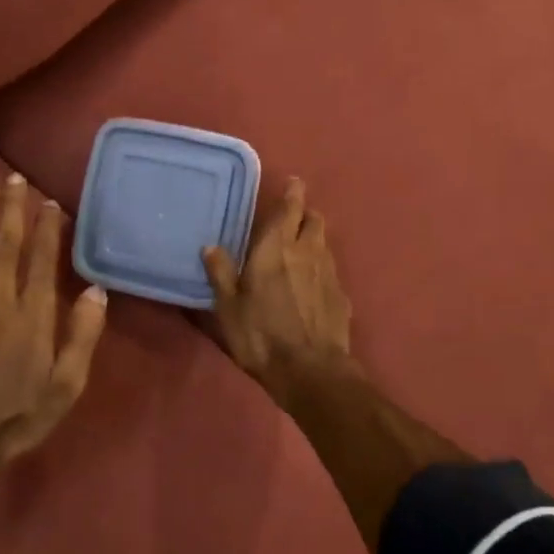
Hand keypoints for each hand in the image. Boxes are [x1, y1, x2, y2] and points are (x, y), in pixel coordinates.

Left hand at [0, 175, 107, 465]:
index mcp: (31, 315)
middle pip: (4, 244)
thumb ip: (82, 336)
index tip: (50, 202)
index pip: (40, 258)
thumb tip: (97, 291)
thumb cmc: (18, 414)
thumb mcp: (66, 385)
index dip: (46, 227)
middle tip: (15, 178)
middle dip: (11, 208)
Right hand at [202, 176, 353, 397]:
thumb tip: (210, 246)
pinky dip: (321, 269)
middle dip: (305, 214)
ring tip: (300, 250)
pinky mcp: (342, 296)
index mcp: (277, 247)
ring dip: (314, 240)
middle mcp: (308, 251)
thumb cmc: (261, 335)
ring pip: (325, 244)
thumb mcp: (229, 306)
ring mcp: (330, 273)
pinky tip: (312, 286)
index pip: (290, 208)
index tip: (294, 183)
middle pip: (314, 220)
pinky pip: (331, 271)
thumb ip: (221, 273)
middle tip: (293, 219)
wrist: (310, 371)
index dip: (293, 193)